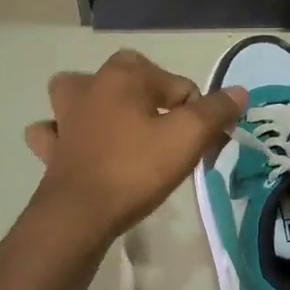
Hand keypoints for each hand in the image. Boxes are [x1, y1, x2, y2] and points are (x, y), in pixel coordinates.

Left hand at [24, 50, 246, 241]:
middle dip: (152, 100)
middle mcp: (90, 85)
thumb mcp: (187, 138)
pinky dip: (64, 135)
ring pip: (81, 95)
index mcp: (124, 75)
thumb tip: (238, 92)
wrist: (80, 214)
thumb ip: (215, 111)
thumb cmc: (136, 169)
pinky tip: (77, 148)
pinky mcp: (51, 147)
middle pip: (131, 80)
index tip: (203, 145)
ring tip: (119, 128)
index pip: (179, 86)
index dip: (197, 114)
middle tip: (168, 137)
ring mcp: (64, 116)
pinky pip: (55, 131)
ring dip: (99, 105)